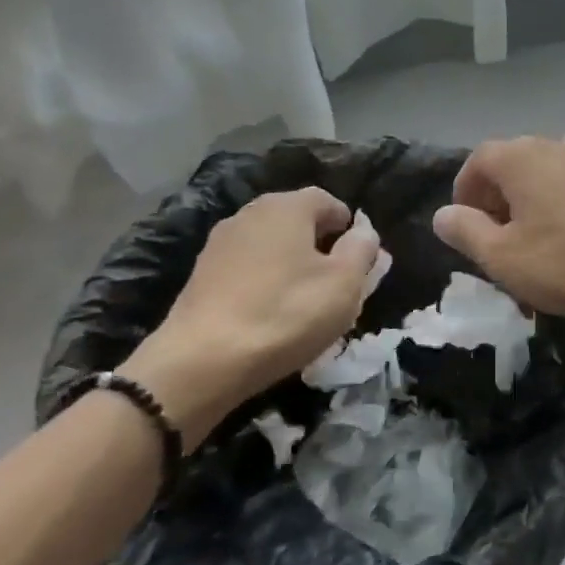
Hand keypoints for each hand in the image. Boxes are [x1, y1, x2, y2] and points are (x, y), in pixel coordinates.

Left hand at [123, 188, 378, 448]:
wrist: (201, 363)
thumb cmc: (286, 314)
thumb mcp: (345, 283)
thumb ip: (362, 249)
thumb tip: (364, 231)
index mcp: (286, 206)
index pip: (329, 201)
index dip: (350, 228)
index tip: (360, 262)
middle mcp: (250, 214)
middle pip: (298, 222)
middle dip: (322, 248)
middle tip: (338, 285)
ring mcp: (220, 244)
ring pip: (272, 247)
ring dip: (293, 267)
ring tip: (305, 305)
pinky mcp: (201, 276)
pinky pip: (247, 270)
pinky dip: (265, 285)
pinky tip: (271, 316)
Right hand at [432, 134, 564, 321]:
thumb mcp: (504, 257)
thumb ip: (466, 231)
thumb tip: (443, 214)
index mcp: (521, 157)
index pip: (479, 160)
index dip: (466, 192)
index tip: (466, 226)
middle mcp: (556, 145)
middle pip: (513, 165)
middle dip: (498, 200)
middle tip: (497, 240)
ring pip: (547, 176)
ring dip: (532, 204)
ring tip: (535, 244)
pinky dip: (563, 206)